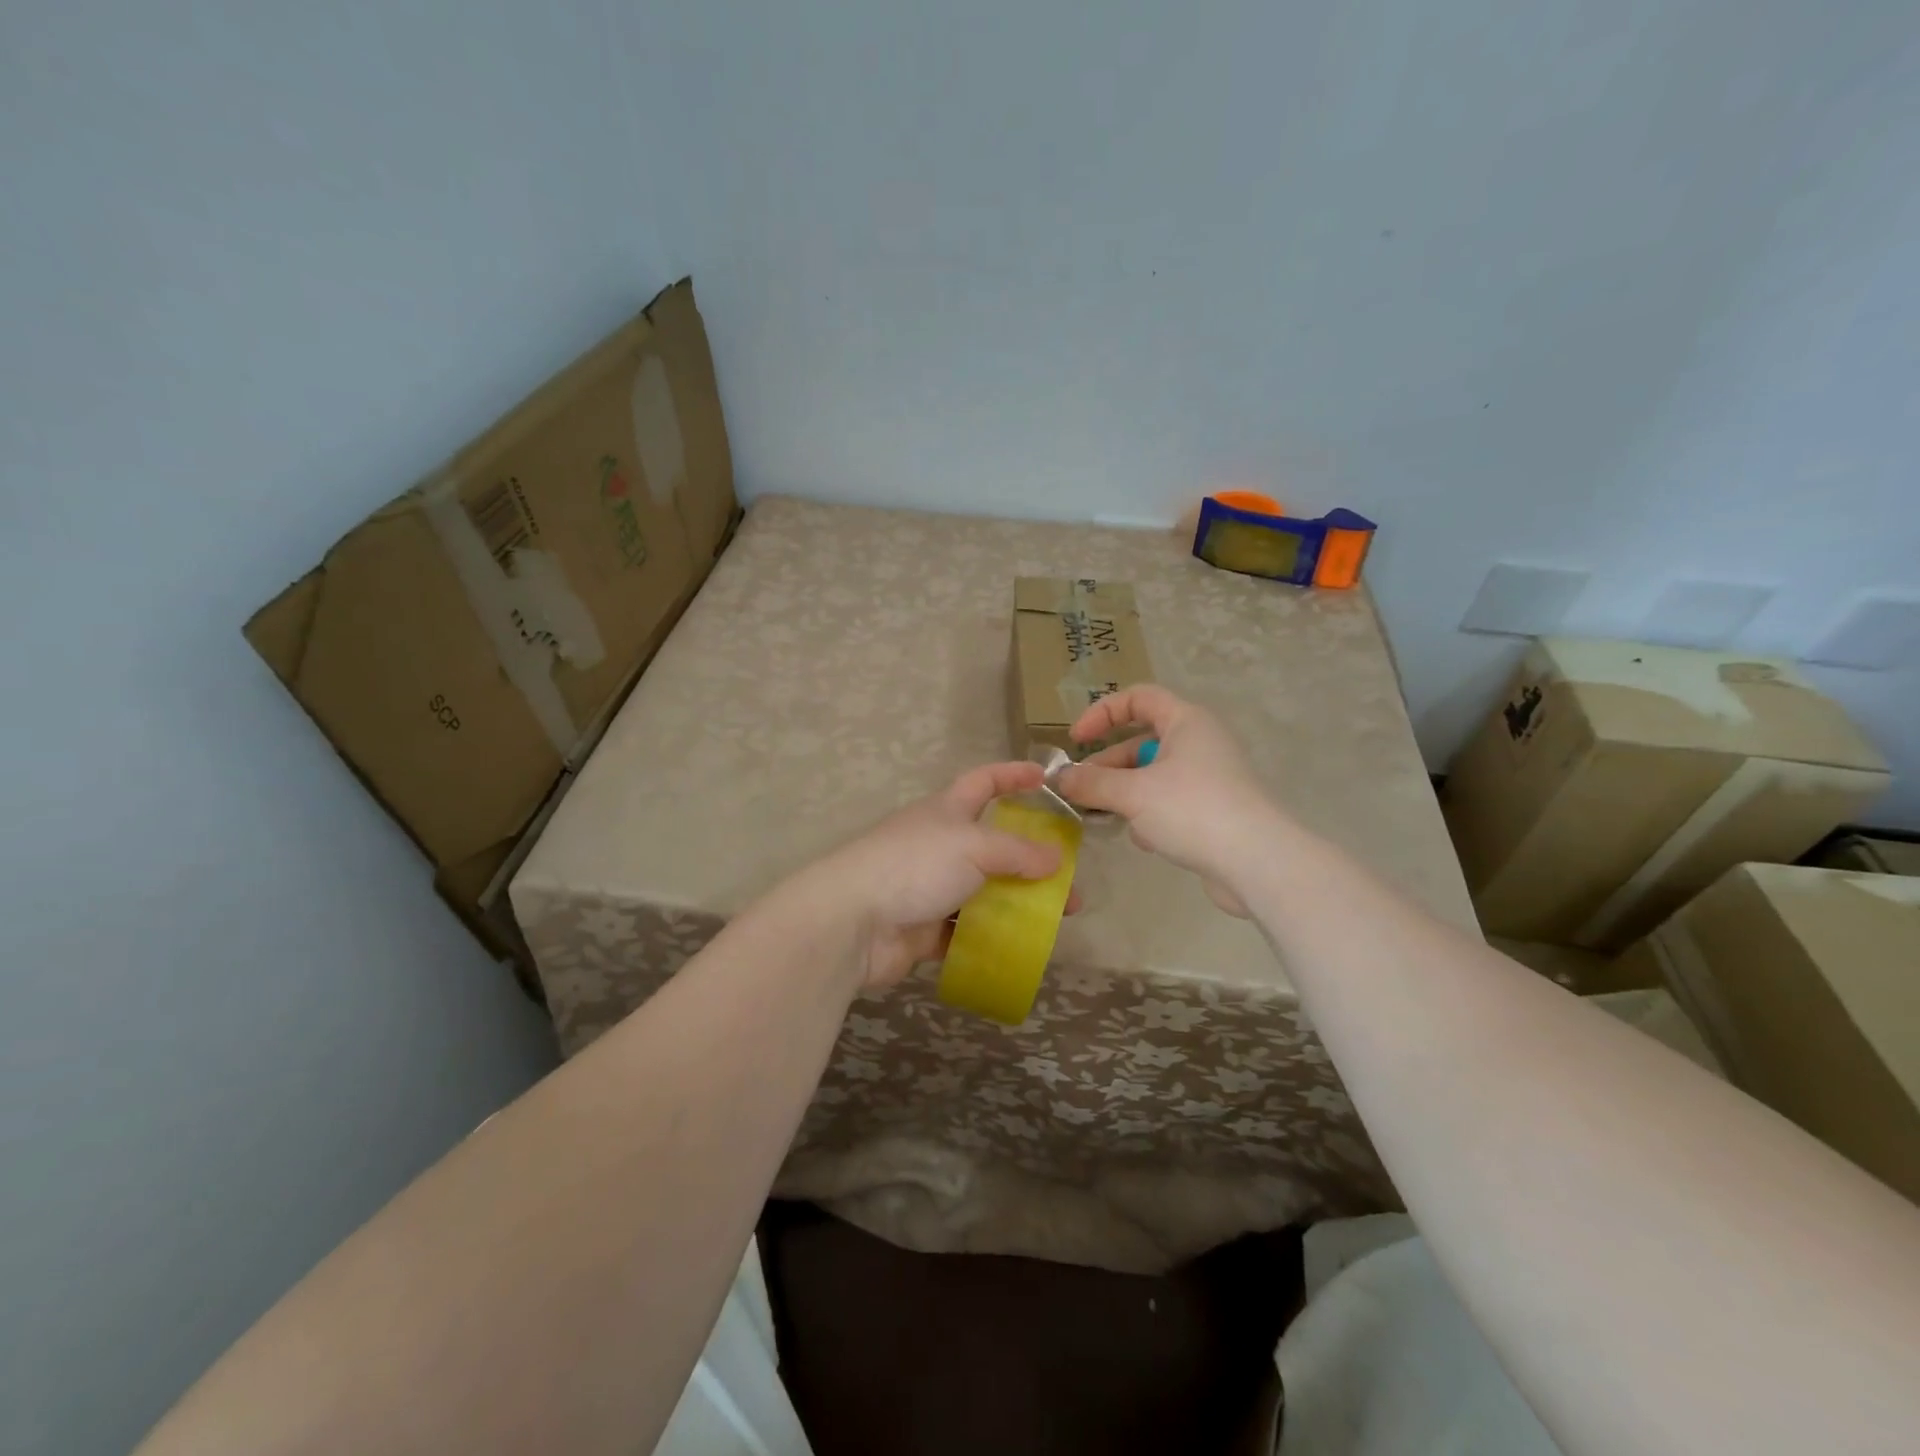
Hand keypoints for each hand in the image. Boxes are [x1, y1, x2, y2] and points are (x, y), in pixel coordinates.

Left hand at [800, 762, 1082, 989]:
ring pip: (984, 893)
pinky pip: (966, 931)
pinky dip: (991, 937)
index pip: (984, 782)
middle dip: (1031, 860)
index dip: (1013, 776)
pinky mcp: (924, 929)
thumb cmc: (914, 865)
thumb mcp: (973, 846)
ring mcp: (930, 888)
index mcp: (946, 812)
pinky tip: (1022, 948)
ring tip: (1055, 921)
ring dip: (1017, 904)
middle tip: (1068, 881)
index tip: (1045, 778)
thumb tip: (1056, 858)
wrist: (853, 921)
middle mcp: (939, 845)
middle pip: (993, 846)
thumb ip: (1017, 851)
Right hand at [1058, 685, 1277, 916]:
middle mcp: (1199, 743)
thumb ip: (1091, 783)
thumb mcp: (1132, 794)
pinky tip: (1143, 839)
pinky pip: (1169, 802)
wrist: (1257, 863)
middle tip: (1081, 790)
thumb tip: (1060, 778)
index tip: (1076, 741)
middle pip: (1141, 742)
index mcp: (1186, 722)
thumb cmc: (1193, 810)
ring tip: (1104, 817)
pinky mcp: (1212, 811)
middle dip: (1108, 765)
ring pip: (1152, 776)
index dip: (1102, 713)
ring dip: (1125, 794)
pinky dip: (1149, 815)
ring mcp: (1208, 778)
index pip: (1138, 698)